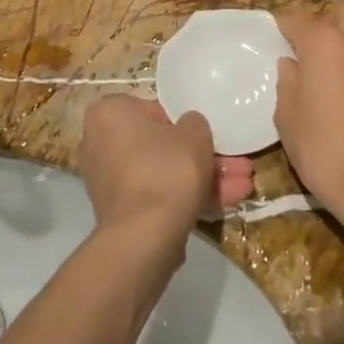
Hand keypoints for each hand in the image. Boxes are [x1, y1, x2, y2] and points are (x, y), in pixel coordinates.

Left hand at [78, 96, 255, 246]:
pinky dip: (188, 197)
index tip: (203, 132)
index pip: (150, 108)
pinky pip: (158, 194)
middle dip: (200, 155)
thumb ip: (194, 122)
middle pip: (160, 144)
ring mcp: (109, 181)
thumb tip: (189, 127)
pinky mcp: (122, 211)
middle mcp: (99, 143)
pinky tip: (229, 202)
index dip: (181, 120)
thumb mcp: (194, 133)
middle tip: (234, 160)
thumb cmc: (166, 168)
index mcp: (108, 114)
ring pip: (163, 172)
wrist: (146, 235)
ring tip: (244, 183)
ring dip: (203, 178)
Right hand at [273, 4, 343, 245]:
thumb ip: (288, 82)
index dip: (282, 24)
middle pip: (340, 13)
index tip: (272, 35)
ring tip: (330, 63)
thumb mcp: (287, 116)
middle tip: (305, 45)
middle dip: (322, 21)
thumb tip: (291, 64)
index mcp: (323, 44)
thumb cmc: (321, 148)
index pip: (298, 18)